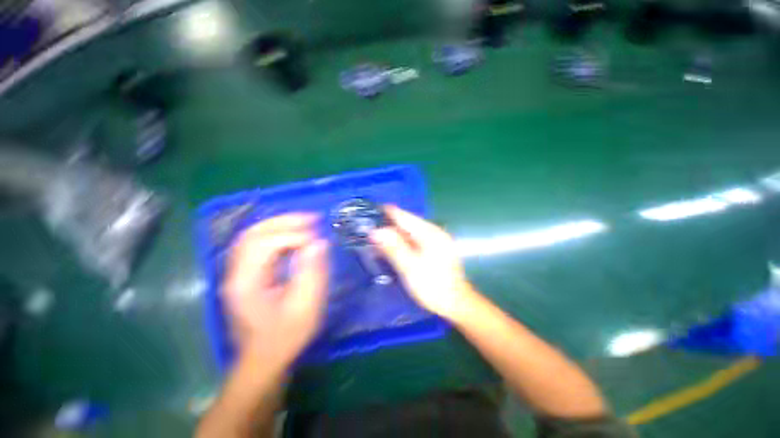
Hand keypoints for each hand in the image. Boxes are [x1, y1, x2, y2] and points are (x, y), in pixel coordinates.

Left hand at [223, 214, 326, 363]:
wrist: (264, 359)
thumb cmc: (286, 336)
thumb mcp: (305, 307)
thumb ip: (312, 273)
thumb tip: (319, 243)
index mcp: (246, 284)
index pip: (265, 245)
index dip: (293, 237)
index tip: (318, 240)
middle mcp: (236, 273)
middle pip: (253, 234)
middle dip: (284, 221)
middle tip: (312, 218)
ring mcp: (238, 273)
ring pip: (253, 235)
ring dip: (280, 223)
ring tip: (305, 221)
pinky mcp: (246, 274)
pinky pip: (258, 244)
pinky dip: (277, 233)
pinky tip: (294, 233)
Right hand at [371, 206, 474, 320]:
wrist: (456, 303)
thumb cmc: (433, 286)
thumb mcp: (410, 267)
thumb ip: (393, 247)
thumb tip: (376, 231)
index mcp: (430, 232)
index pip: (404, 216)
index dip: (387, 212)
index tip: (371, 211)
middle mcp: (434, 232)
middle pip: (407, 223)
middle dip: (389, 224)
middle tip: (370, 228)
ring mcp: (436, 240)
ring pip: (410, 232)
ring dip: (395, 234)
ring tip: (377, 238)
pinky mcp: (435, 248)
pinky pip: (415, 240)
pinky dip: (403, 242)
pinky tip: (393, 247)